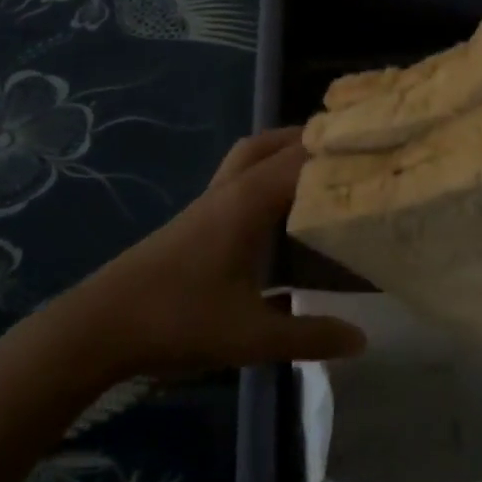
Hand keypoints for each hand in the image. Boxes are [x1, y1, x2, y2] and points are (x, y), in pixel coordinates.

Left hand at [53, 128, 366, 378]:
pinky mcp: (196, 218)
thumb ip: (309, 336)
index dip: (341, 150)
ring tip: (320, 172)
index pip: (304, 158)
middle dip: (314, 141)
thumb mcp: (251, 336)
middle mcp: (232, 189)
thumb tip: (362, 339)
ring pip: (252, 155)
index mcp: (249, 200)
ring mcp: (210, 201)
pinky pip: (239, 177)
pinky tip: (279, 211)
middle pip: (275, 143)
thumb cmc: (178, 320)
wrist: (100, 326)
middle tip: (352, 157)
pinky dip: (264, 175)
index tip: (381, 149)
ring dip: (284, 152)